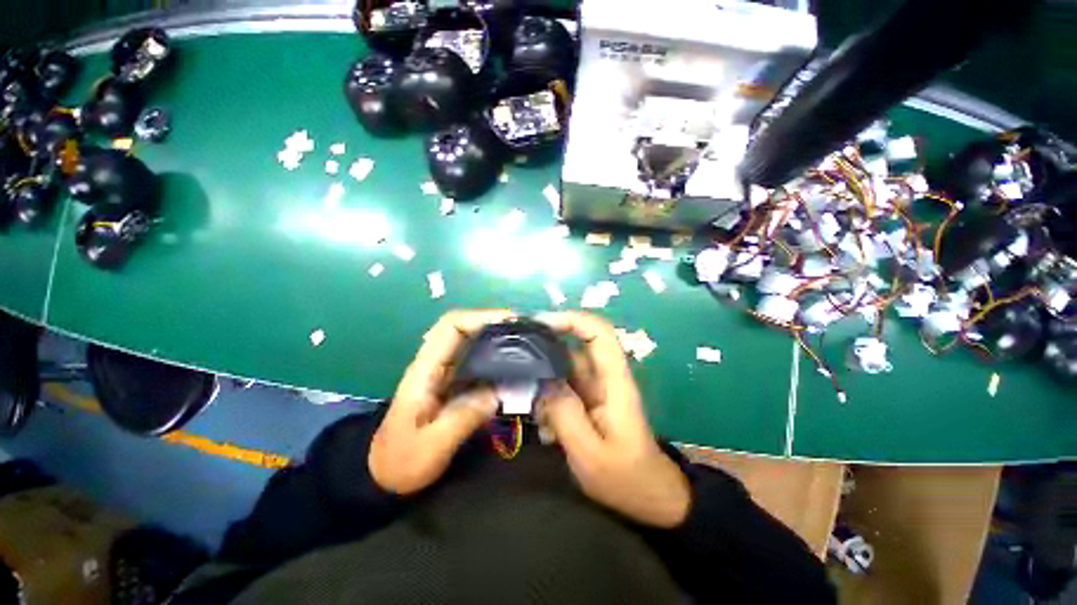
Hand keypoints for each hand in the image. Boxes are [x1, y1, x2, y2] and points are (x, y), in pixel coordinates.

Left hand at [369, 309, 512, 494]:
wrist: (383, 477)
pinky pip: (479, 360)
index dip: (481, 317)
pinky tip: (517, 364)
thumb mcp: (431, 447)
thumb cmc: (401, 462)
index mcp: (425, 370)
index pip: (451, 326)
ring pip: (474, 342)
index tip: (511, 321)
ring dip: (500, 337)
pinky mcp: (455, 384)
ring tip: (528, 342)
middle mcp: (436, 363)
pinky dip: (499, 356)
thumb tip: (499, 392)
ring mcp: (446, 373)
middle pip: (466, 327)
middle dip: (497, 323)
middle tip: (527, 330)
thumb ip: (463, 418)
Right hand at [538, 311, 690, 528]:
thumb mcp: (590, 453)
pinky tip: (539, 420)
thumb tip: (543, 381)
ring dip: (543, 377)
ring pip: (564, 366)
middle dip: (546, 345)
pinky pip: (563, 386)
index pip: (598, 332)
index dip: (571, 320)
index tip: (539, 324)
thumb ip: (565, 414)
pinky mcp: (587, 400)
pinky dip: (547, 396)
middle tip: (516, 356)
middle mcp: (605, 376)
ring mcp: (595, 388)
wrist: (649, 498)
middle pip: (576, 344)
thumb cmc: (625, 478)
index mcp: (614, 380)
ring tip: (525, 398)